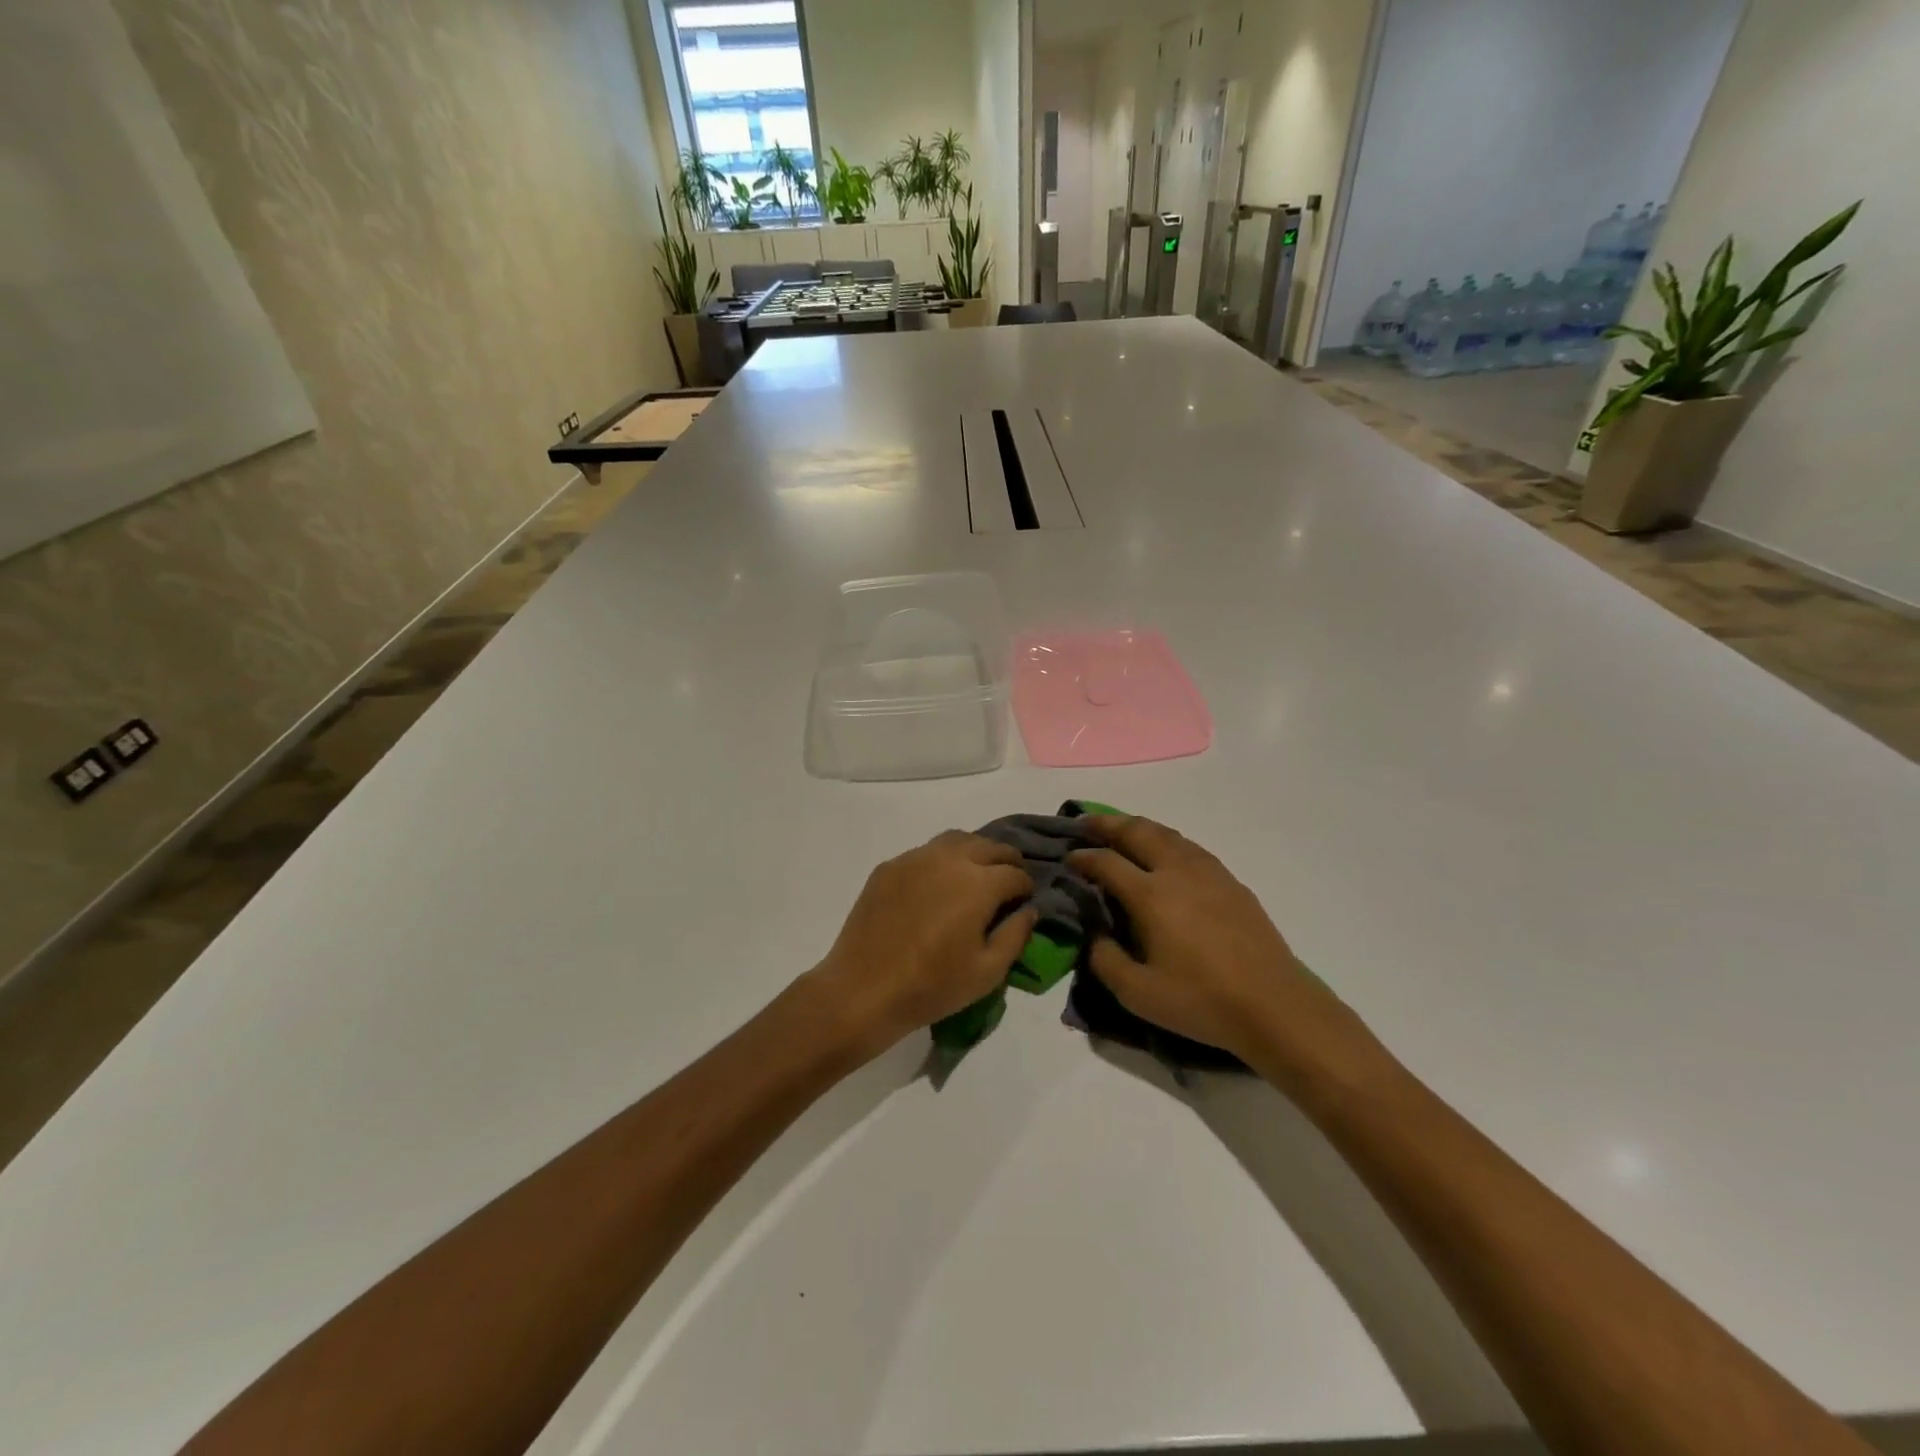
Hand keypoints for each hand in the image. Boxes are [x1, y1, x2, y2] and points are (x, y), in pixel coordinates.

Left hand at [810, 831, 1036, 1059]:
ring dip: (975, 851)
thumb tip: (1028, 910)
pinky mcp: (890, 866)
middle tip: (1008, 881)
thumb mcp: (987, 972)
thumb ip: (1016, 935)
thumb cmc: (932, 986)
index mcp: (979, 883)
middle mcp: (950, 859)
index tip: (1024, 901)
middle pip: (989, 846)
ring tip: (977, 873)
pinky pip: (925, 851)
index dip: (1026, 886)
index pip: (1015, 873)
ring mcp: (915, 858)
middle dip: (1006, 860)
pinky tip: (938, 883)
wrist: (863, 989)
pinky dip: (942, 859)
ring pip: (956, 839)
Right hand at [1069, 816, 1372, 1079]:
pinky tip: (1164, 853)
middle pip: (1137, 831)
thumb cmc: (1201, 1001)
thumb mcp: (1138, 993)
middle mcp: (1177, 871)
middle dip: (1107, 824)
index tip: (1067, 859)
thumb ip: (1105, 959)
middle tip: (1085, 824)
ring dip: (1137, 827)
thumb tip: (1094, 933)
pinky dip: (1166, 839)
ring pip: (1166, 833)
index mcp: (1151, 895)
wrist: (1274, 1005)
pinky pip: (1189, 846)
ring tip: (1120, 832)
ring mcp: (1208, 872)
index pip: (1107, 862)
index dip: (1083, 857)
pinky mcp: (1230, 881)